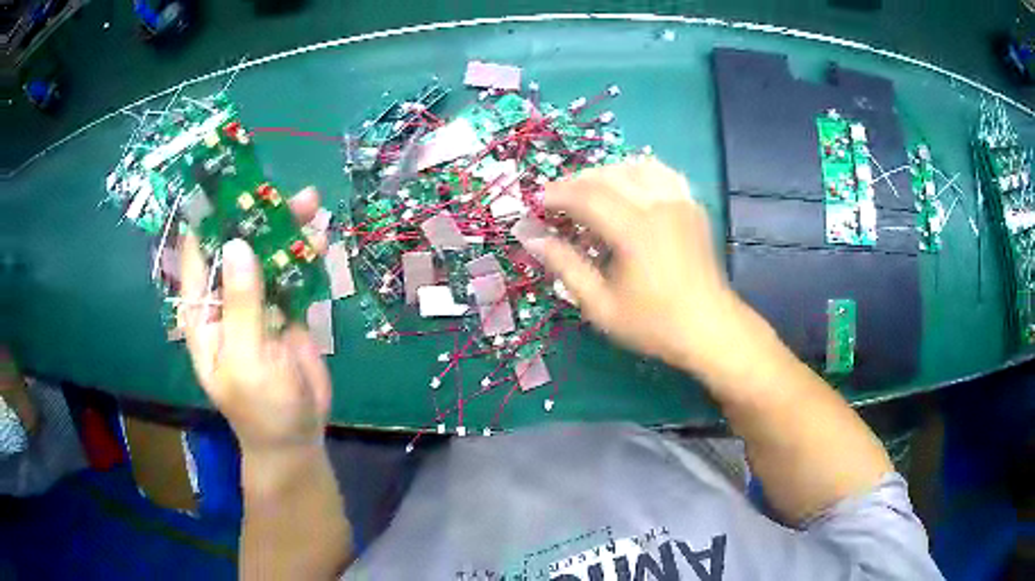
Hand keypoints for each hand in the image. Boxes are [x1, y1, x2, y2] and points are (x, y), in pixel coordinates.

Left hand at [179, 187, 331, 455]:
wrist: (297, 434)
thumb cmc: (261, 406)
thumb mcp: (246, 359)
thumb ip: (242, 305)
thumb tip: (238, 244)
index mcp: (203, 312)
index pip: (197, 253)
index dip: (208, 217)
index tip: (227, 180)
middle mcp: (225, 298)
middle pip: (237, 245)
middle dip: (256, 216)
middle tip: (280, 191)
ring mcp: (257, 301)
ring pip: (268, 255)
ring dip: (287, 230)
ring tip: (312, 205)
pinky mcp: (285, 308)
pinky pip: (293, 273)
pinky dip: (306, 254)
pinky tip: (322, 237)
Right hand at [540, 159, 747, 373]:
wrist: (709, 327)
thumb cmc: (654, 323)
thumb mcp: (601, 305)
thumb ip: (565, 266)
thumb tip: (530, 238)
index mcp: (634, 230)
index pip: (586, 196)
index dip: (556, 196)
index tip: (535, 204)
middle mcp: (657, 205)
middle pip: (607, 176)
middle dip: (575, 183)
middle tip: (555, 200)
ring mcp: (678, 201)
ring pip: (634, 167)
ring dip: (604, 174)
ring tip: (587, 192)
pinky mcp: (691, 205)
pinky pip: (661, 173)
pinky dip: (637, 172)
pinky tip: (627, 186)